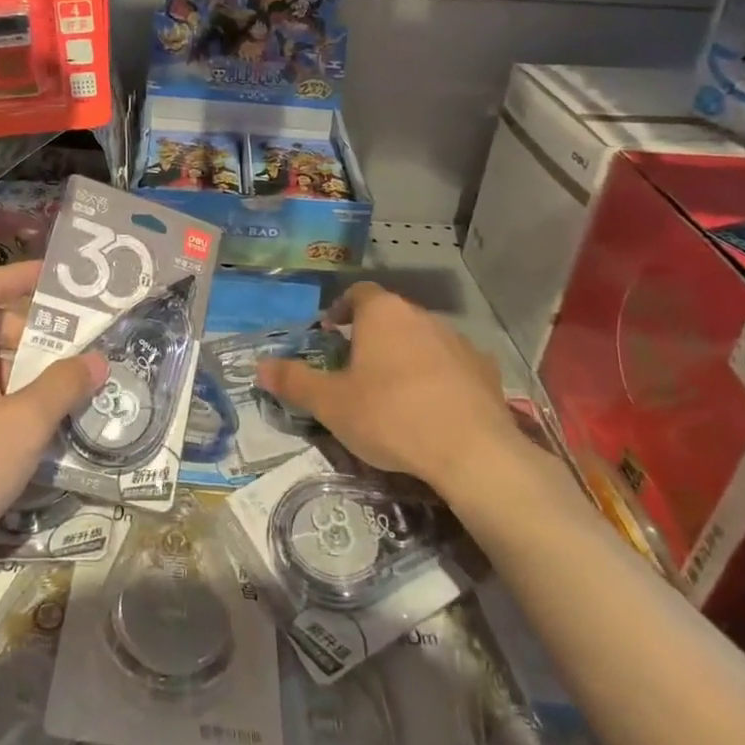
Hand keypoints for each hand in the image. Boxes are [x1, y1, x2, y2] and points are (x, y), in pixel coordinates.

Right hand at [256, 282, 525, 493]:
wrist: (472, 451)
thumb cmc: (390, 416)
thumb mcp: (330, 403)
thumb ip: (294, 381)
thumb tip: (260, 366)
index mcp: (382, 313)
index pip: (358, 293)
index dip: (341, 309)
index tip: (330, 332)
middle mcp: (421, 316)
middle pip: (391, 316)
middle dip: (371, 336)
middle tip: (354, 367)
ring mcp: (458, 342)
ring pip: (422, 339)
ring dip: (406, 356)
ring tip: (393, 391)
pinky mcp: (485, 370)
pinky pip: (452, 365)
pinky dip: (438, 378)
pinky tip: (432, 408)